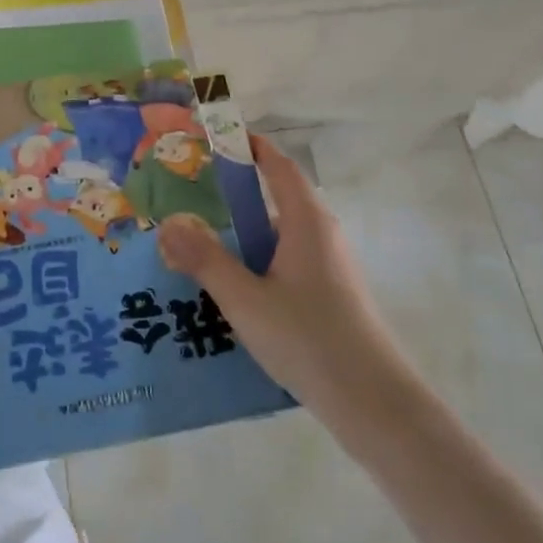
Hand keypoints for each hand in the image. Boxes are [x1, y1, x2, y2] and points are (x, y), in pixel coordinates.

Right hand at [157, 136, 416, 440]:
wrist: (374, 404)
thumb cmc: (309, 339)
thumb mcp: (245, 299)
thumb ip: (205, 260)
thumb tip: (168, 222)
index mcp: (306, 221)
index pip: (277, 165)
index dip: (249, 147)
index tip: (214, 139)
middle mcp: (321, 234)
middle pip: (275, 199)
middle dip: (233, 196)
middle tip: (188, 199)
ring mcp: (329, 266)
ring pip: (278, 236)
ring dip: (242, 237)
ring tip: (198, 250)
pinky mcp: (330, 295)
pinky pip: (285, 263)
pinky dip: (256, 263)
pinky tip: (231, 292)